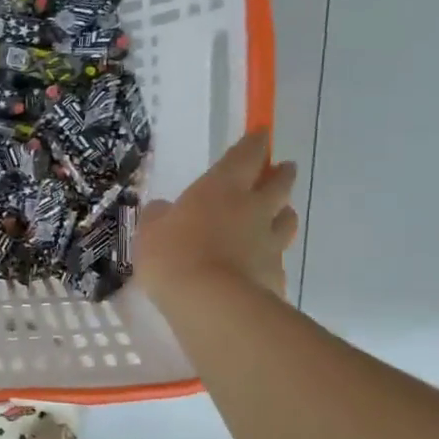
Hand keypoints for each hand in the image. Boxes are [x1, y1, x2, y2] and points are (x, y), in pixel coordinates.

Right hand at [136, 128, 298, 304]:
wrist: (211, 304)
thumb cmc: (173, 256)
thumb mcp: (150, 233)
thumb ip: (158, 217)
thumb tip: (163, 209)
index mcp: (222, 188)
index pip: (246, 155)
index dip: (255, 143)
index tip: (262, 135)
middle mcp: (253, 208)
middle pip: (279, 184)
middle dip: (282, 174)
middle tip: (283, 170)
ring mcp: (270, 242)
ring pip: (287, 219)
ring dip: (284, 213)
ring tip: (280, 214)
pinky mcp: (276, 275)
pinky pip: (278, 258)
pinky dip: (273, 256)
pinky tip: (264, 264)